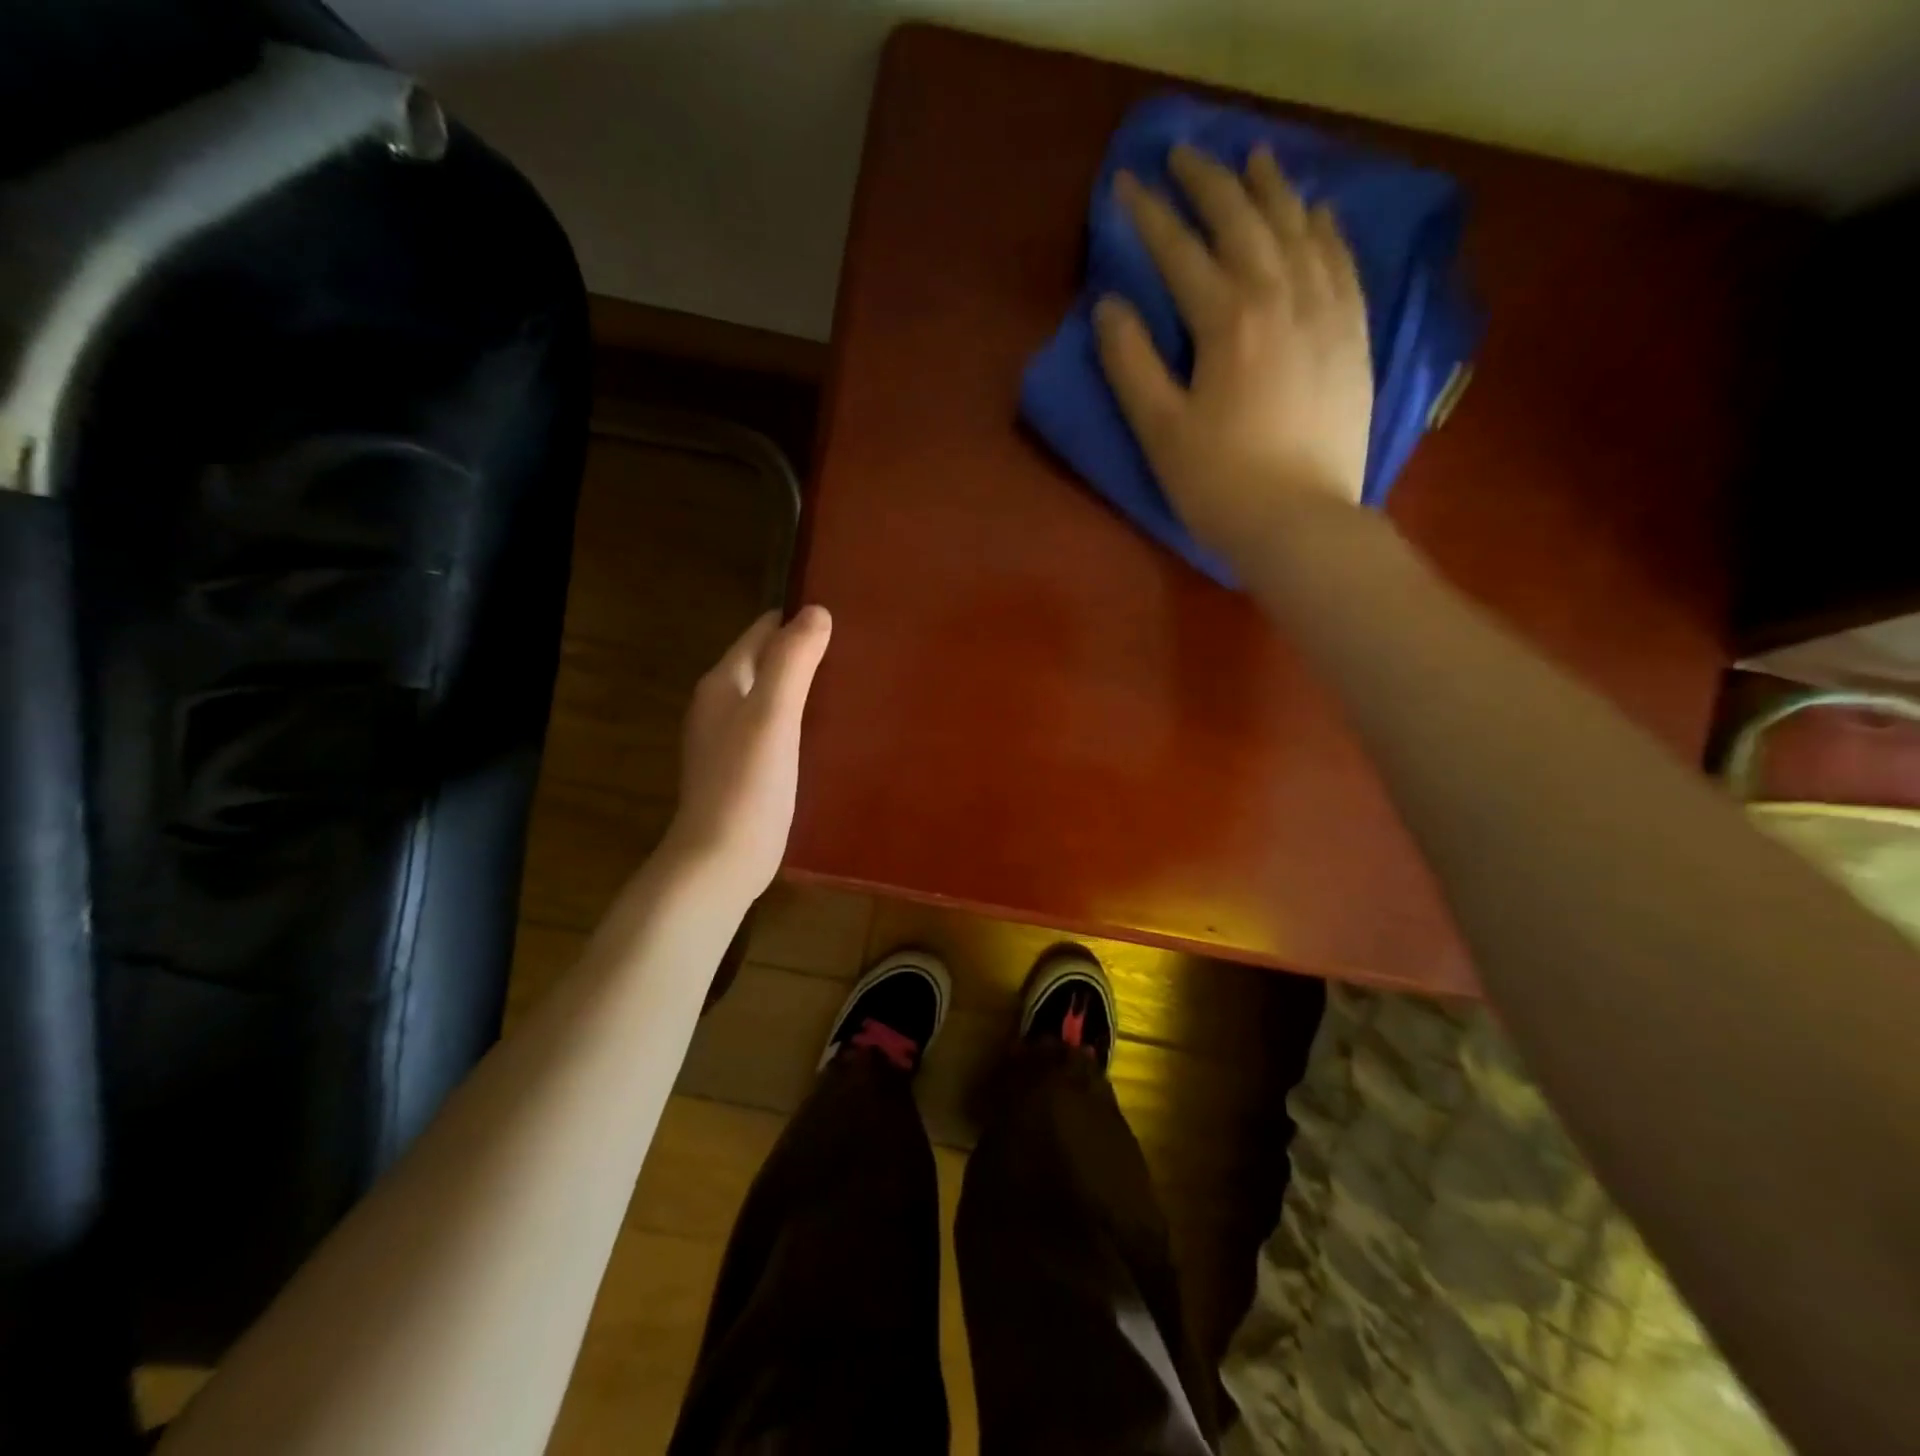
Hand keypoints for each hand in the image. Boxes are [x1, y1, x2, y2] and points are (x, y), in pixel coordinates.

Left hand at [662, 606, 831, 902]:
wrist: (722, 860)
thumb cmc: (747, 784)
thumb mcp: (773, 715)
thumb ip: (792, 661)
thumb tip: (816, 611)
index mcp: (723, 683)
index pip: (761, 632)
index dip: (797, 620)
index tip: (843, 616)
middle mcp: (720, 705)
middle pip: (765, 662)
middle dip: (803, 652)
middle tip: (856, 651)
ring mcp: (730, 740)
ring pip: (771, 696)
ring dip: (803, 687)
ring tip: (850, 685)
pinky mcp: (745, 769)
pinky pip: (775, 727)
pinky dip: (798, 719)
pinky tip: (827, 731)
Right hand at [1096, 145, 1373, 569]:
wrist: (1301, 524)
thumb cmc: (1219, 485)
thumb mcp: (1159, 430)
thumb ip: (1130, 364)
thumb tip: (1109, 306)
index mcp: (1228, 320)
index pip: (1181, 251)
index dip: (1150, 215)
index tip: (1126, 184)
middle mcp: (1282, 297)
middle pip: (1243, 221)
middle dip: (1209, 182)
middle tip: (1184, 154)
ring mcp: (1326, 312)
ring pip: (1298, 229)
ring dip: (1271, 188)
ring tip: (1253, 159)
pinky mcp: (1352, 336)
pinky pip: (1342, 261)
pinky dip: (1325, 228)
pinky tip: (1316, 211)